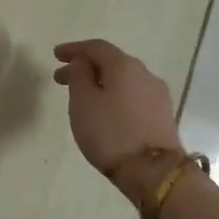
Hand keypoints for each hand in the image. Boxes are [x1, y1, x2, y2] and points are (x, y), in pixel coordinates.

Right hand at [52, 39, 182, 190]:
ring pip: (124, 80)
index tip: (56, 56)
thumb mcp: (83, 102)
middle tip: (62, 80)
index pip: (96, 47)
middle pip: (111, 62)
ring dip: (101, 83)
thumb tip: (83, 62)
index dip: (74, 49)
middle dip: (85, 68)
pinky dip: (116, 96)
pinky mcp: (163, 115)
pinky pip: (133, 96)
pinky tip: (106, 111)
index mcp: (124, 65)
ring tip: (83, 98)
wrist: (153, 172)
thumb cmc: (111, 133)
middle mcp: (145, 73)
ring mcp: (157, 94)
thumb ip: (79, 76)